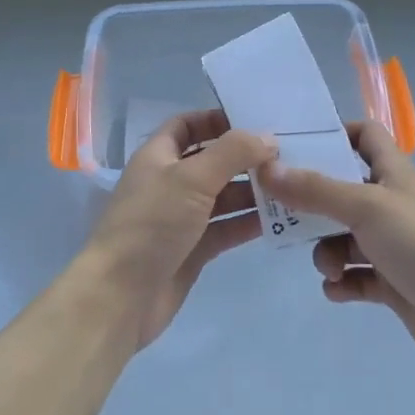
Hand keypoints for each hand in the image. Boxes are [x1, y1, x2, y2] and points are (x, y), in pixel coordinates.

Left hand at [78, 109, 274, 350]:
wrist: (121, 296)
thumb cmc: (152, 223)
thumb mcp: (191, 177)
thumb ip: (232, 153)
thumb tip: (268, 138)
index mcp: (158, 156)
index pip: (187, 125)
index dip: (216, 119)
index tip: (256, 120)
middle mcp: (170, 183)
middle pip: (211, 160)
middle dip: (244, 157)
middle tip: (288, 155)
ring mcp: (182, 218)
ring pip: (223, 196)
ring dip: (253, 190)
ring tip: (292, 186)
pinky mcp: (194, 249)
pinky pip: (227, 227)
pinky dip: (249, 222)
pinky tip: (281, 218)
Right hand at [261, 121, 414, 375]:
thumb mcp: (365, 207)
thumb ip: (315, 189)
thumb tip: (266, 168)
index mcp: (393, 173)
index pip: (364, 136)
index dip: (335, 135)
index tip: (298, 149)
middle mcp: (392, 204)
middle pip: (342, 191)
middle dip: (313, 206)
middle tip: (284, 216)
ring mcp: (393, 245)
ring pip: (344, 237)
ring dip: (327, 251)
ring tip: (329, 269)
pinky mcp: (392, 282)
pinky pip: (354, 275)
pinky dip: (342, 281)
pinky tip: (338, 290)